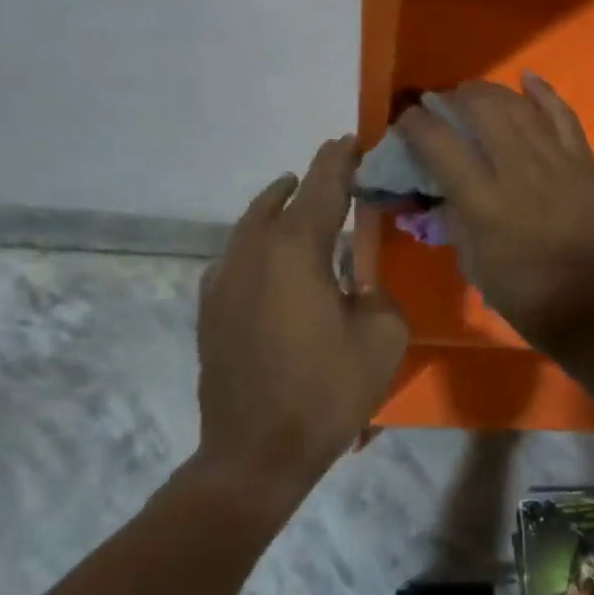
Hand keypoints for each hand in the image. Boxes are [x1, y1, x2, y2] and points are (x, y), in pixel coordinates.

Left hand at [192, 137, 407, 506]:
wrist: (253, 456)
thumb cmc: (326, 392)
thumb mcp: (383, 336)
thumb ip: (377, 292)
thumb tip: (359, 283)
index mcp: (296, 251)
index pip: (322, 187)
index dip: (339, 160)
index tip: (352, 139)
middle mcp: (253, 254)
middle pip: (282, 200)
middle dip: (311, 181)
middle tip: (338, 171)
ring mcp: (224, 282)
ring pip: (252, 225)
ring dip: (280, 208)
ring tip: (302, 200)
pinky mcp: (210, 310)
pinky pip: (236, 258)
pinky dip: (259, 244)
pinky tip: (273, 258)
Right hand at [398, 75, 593, 353]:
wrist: (589, 306)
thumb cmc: (522, 293)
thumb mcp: (471, 261)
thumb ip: (456, 215)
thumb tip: (445, 184)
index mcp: (483, 201)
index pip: (439, 143)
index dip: (416, 123)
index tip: (407, 120)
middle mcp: (518, 170)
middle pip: (482, 110)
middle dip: (456, 98)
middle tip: (445, 104)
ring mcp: (556, 161)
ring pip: (520, 106)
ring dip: (492, 92)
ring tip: (476, 94)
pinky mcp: (584, 162)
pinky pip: (564, 115)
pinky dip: (544, 93)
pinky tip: (528, 78)